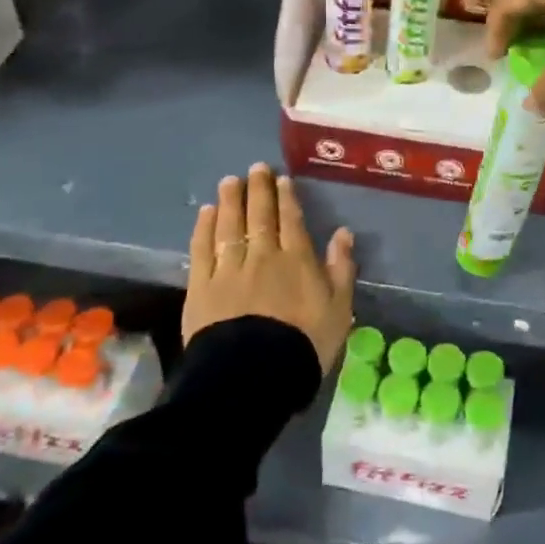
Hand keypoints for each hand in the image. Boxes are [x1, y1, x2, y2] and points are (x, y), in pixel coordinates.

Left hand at [184, 162, 356, 371]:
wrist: (254, 375)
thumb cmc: (304, 344)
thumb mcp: (339, 310)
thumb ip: (341, 269)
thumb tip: (343, 233)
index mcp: (297, 260)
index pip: (291, 220)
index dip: (286, 198)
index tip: (282, 179)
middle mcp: (262, 256)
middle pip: (260, 216)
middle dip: (259, 190)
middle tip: (256, 168)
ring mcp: (229, 269)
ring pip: (229, 225)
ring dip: (230, 201)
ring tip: (230, 181)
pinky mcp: (201, 286)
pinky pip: (202, 249)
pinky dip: (204, 228)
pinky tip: (206, 212)